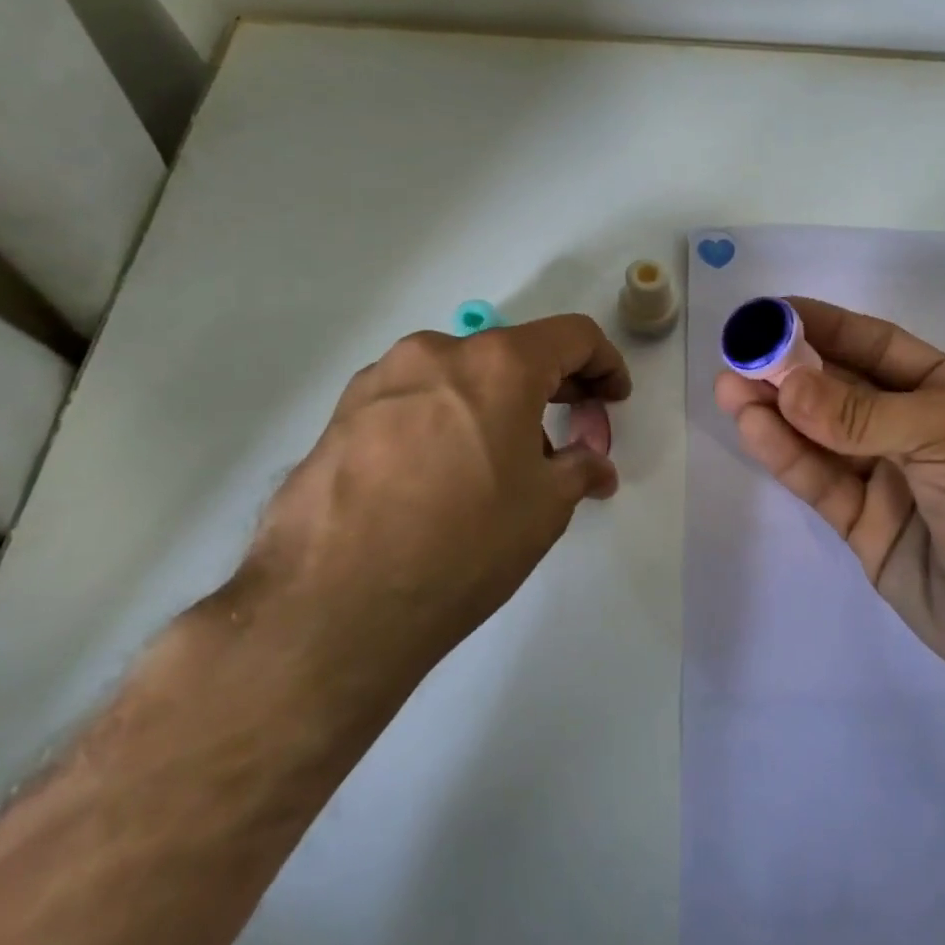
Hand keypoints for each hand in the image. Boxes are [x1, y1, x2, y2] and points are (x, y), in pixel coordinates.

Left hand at [223, 315, 629, 727]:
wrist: (332, 607)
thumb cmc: (463, 545)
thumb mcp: (545, 507)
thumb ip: (580, 468)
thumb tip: (594, 466)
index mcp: (498, 363)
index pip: (573, 336)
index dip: (605, 364)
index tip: (612, 401)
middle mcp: (437, 353)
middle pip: (513, 352)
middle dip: (553, 387)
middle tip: (570, 435)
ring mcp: (381, 381)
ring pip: (459, 376)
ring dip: (495, 405)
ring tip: (500, 466)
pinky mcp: (340, 415)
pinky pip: (414, 401)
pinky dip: (446, 420)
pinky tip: (442, 476)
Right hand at [715, 298, 944, 701]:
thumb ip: (863, 414)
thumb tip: (787, 384)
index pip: (876, 347)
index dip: (824, 327)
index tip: (771, 313)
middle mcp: (914, 430)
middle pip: (841, 389)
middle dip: (790, 369)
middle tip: (737, 353)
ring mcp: (888, 480)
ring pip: (821, 436)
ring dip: (776, 410)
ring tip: (729, 387)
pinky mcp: (866, 528)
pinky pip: (821, 483)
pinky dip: (787, 456)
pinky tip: (754, 428)